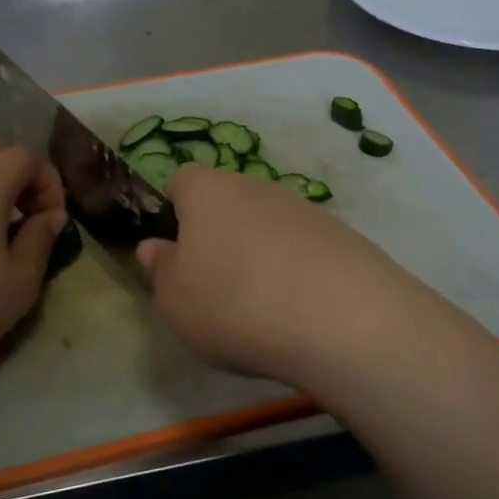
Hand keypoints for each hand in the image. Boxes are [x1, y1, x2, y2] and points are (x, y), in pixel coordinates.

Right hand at [135, 163, 438, 392]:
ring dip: (260, 252)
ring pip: (268, 224)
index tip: (175, 249)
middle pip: (228, 200)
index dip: (173, 208)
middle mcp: (257, 187)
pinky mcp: (343, 235)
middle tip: (214, 282)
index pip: (182, 179)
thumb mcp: (175, 300)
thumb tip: (154, 247)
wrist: (342, 319)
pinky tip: (301, 309)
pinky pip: (305, 247)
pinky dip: (297, 270)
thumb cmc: (235, 303)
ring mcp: (305, 208)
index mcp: (208, 191)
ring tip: (261, 305)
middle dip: (218, 233)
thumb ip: (160, 269)